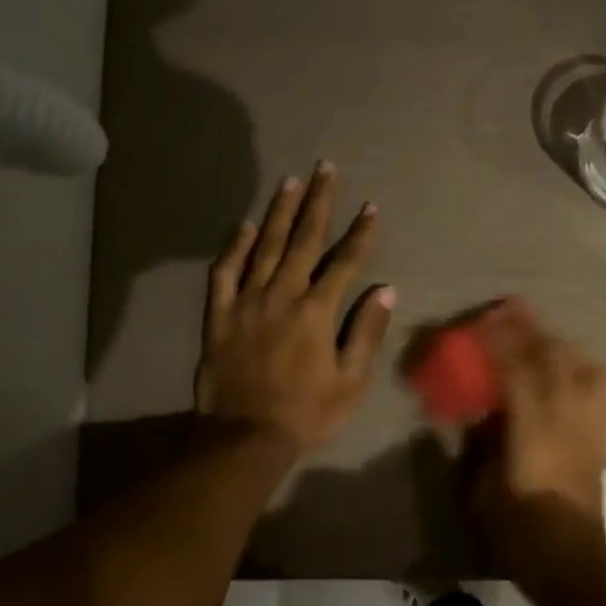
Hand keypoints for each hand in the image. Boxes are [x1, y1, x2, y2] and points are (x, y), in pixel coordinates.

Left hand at [195, 162, 394, 451]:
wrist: (245, 436)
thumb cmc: (306, 412)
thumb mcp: (351, 381)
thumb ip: (366, 332)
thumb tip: (386, 290)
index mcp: (316, 312)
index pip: (345, 262)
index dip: (360, 233)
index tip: (370, 207)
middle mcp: (281, 295)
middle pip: (303, 240)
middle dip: (319, 203)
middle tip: (326, 168)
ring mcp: (246, 302)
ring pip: (264, 246)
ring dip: (279, 212)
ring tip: (291, 182)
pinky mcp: (219, 314)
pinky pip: (225, 272)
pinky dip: (234, 246)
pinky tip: (244, 225)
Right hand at [469, 303, 605, 569]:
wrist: (570, 563)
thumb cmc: (518, 531)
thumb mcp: (481, 488)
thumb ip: (480, 443)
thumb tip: (478, 412)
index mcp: (533, 431)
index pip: (518, 370)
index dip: (502, 339)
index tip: (486, 317)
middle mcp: (567, 418)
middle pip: (555, 358)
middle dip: (531, 330)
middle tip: (509, 312)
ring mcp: (591, 425)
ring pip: (584, 366)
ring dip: (558, 344)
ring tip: (538, 337)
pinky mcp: (603, 437)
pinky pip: (602, 389)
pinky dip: (585, 368)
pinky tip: (570, 369)